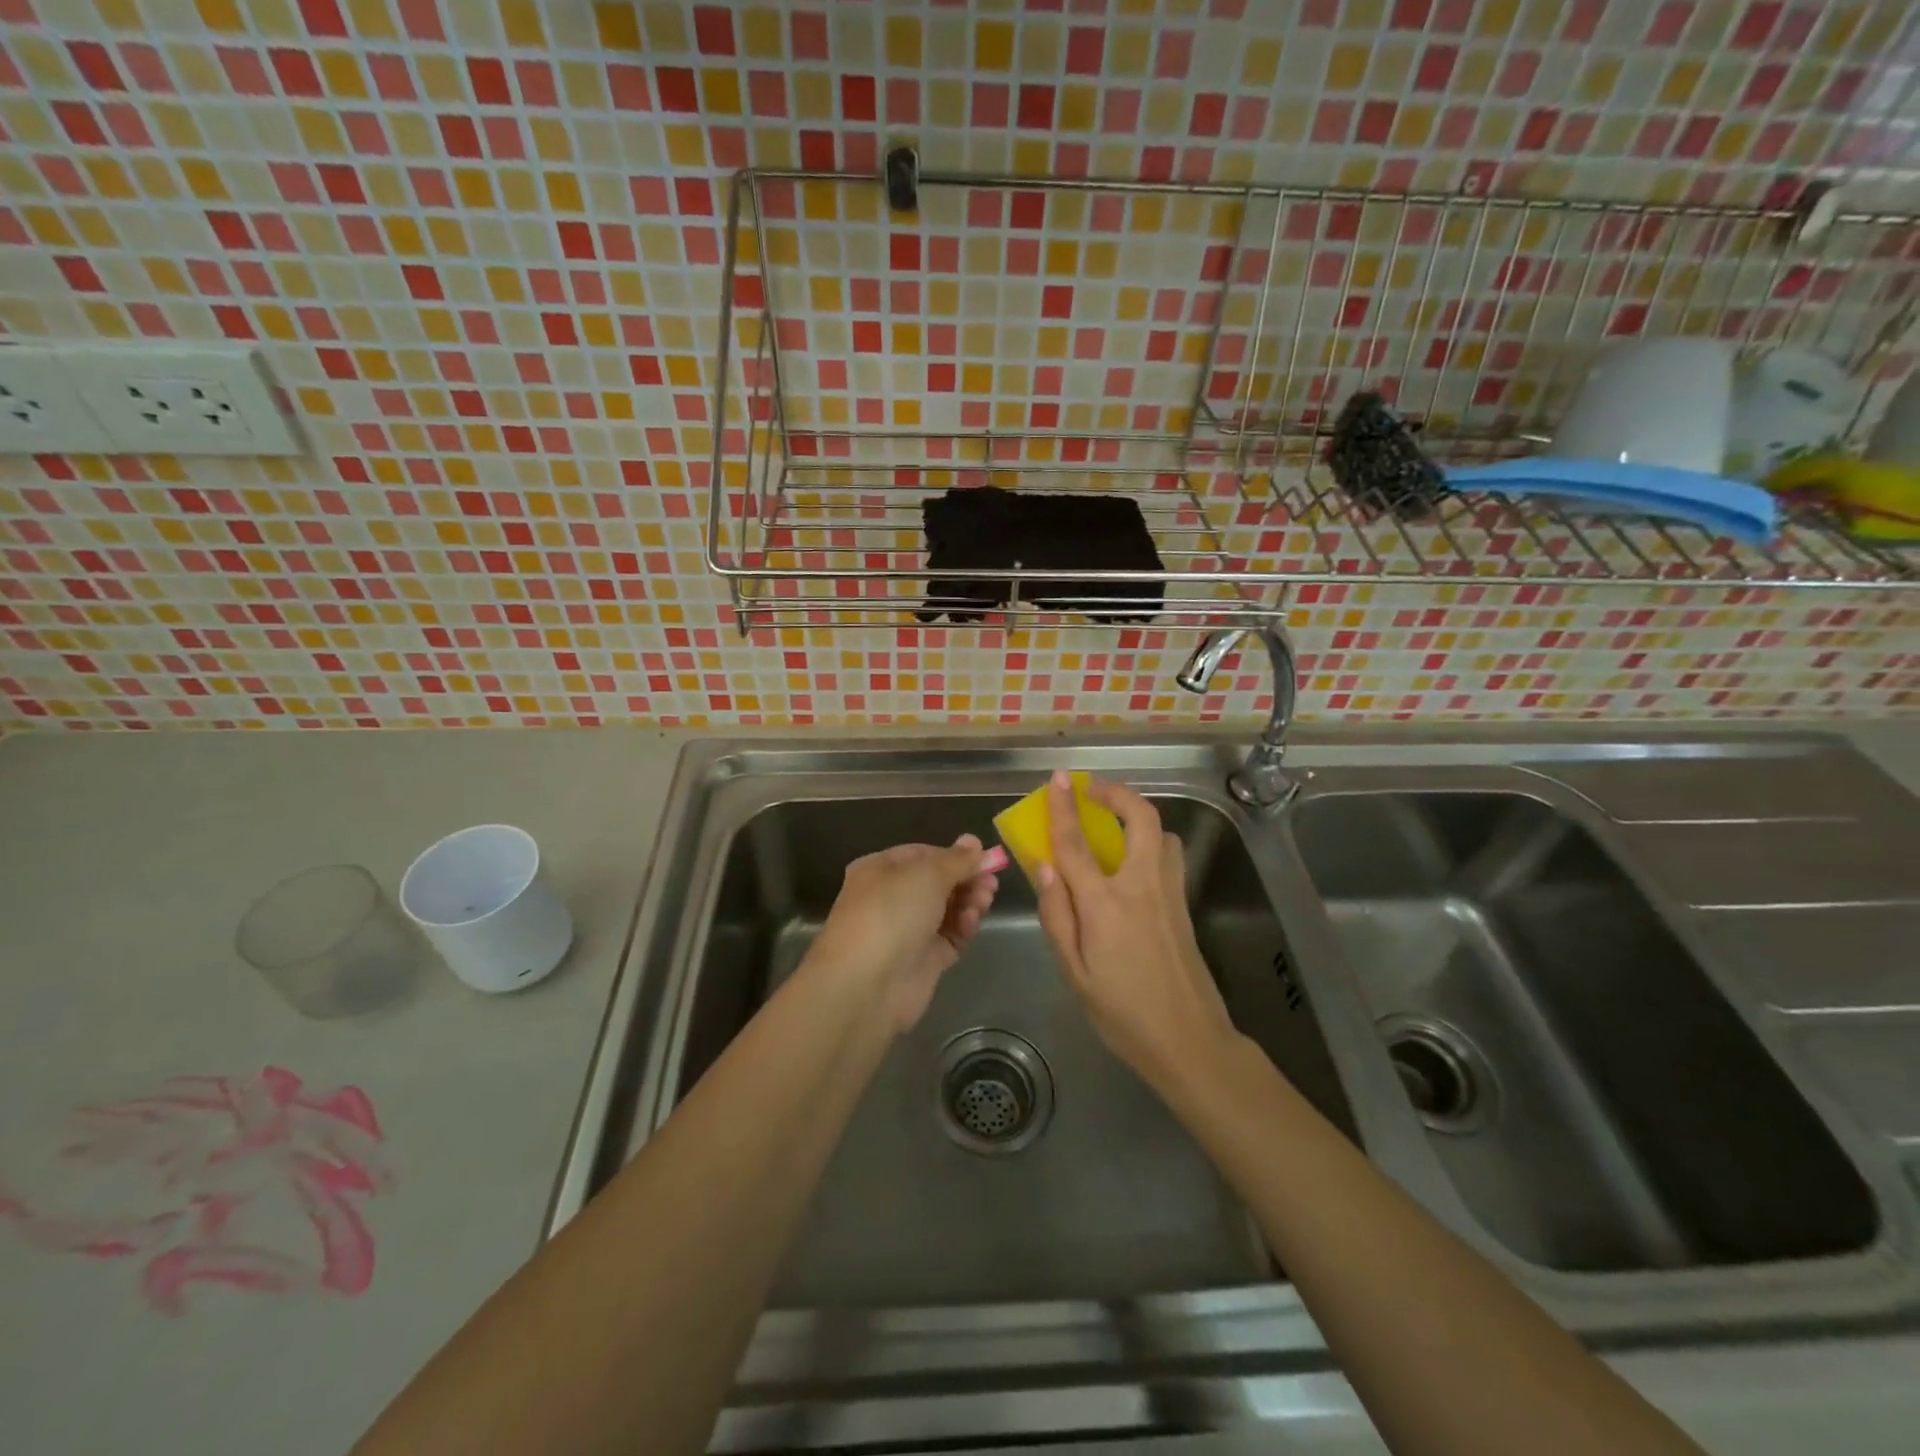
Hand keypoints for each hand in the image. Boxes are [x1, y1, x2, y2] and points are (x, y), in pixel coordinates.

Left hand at [807, 836, 999, 1031]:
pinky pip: (950, 936)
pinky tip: (971, 923)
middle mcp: (891, 898)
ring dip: (969, 902)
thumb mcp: (927, 874)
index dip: (953, 855)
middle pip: (938, 882)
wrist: (868, 984)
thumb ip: (957, 859)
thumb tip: (973, 841)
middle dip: (966, 880)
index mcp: (880, 870)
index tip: (982, 859)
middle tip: (990, 883)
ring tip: (984, 901)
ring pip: (947, 909)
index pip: (923, 854)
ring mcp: (907, 930)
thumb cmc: (892, 913)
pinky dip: (963, 927)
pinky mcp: (923, 960)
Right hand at [1033, 769, 1238, 1087]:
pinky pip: (1168, 854)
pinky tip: (1132, 861)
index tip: (1059, 778)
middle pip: (1139, 818)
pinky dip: (1150, 839)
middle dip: (1116, 793)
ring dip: (1136, 816)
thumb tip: (1044, 867)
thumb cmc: (1122, 1013)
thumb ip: (1057, 916)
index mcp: (1106, 905)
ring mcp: (1170, 893)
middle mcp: (1142, 886)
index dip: (1064, 807)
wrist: (1190, 1041)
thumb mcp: (1074, 973)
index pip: (1077, 843)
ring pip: (1161, 832)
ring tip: (1112, 824)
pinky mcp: (1184, 904)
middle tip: (1092, 791)